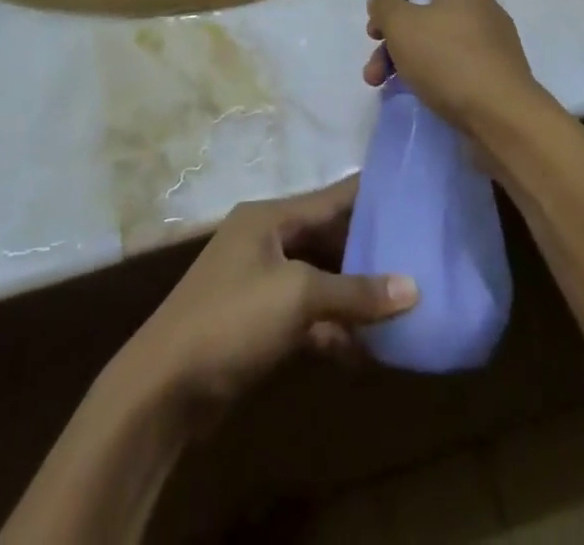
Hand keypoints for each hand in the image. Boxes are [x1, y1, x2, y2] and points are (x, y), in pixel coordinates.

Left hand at [116, 177, 416, 419]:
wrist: (163, 387)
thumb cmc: (231, 321)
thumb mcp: (298, 297)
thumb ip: (355, 293)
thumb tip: (413, 288)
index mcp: (270, 217)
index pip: (332, 197)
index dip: (372, 197)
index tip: (416, 195)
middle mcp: (266, 240)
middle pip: (328, 237)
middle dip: (370, 251)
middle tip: (419, 257)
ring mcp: (261, 281)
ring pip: (320, 278)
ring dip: (355, 295)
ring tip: (404, 305)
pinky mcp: (259, 322)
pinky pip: (307, 314)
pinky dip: (334, 328)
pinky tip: (368, 351)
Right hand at [365, 0, 546, 134]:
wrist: (500, 117)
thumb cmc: (448, 60)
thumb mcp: (402, 23)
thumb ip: (384, 6)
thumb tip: (381, 2)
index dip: (393, 13)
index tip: (374, 37)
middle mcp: (485, 16)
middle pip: (426, 26)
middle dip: (393, 48)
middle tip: (374, 74)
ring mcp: (495, 52)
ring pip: (439, 53)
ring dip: (409, 68)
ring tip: (387, 90)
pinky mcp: (499, 83)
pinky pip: (458, 76)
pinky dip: (437, 84)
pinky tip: (424, 99)